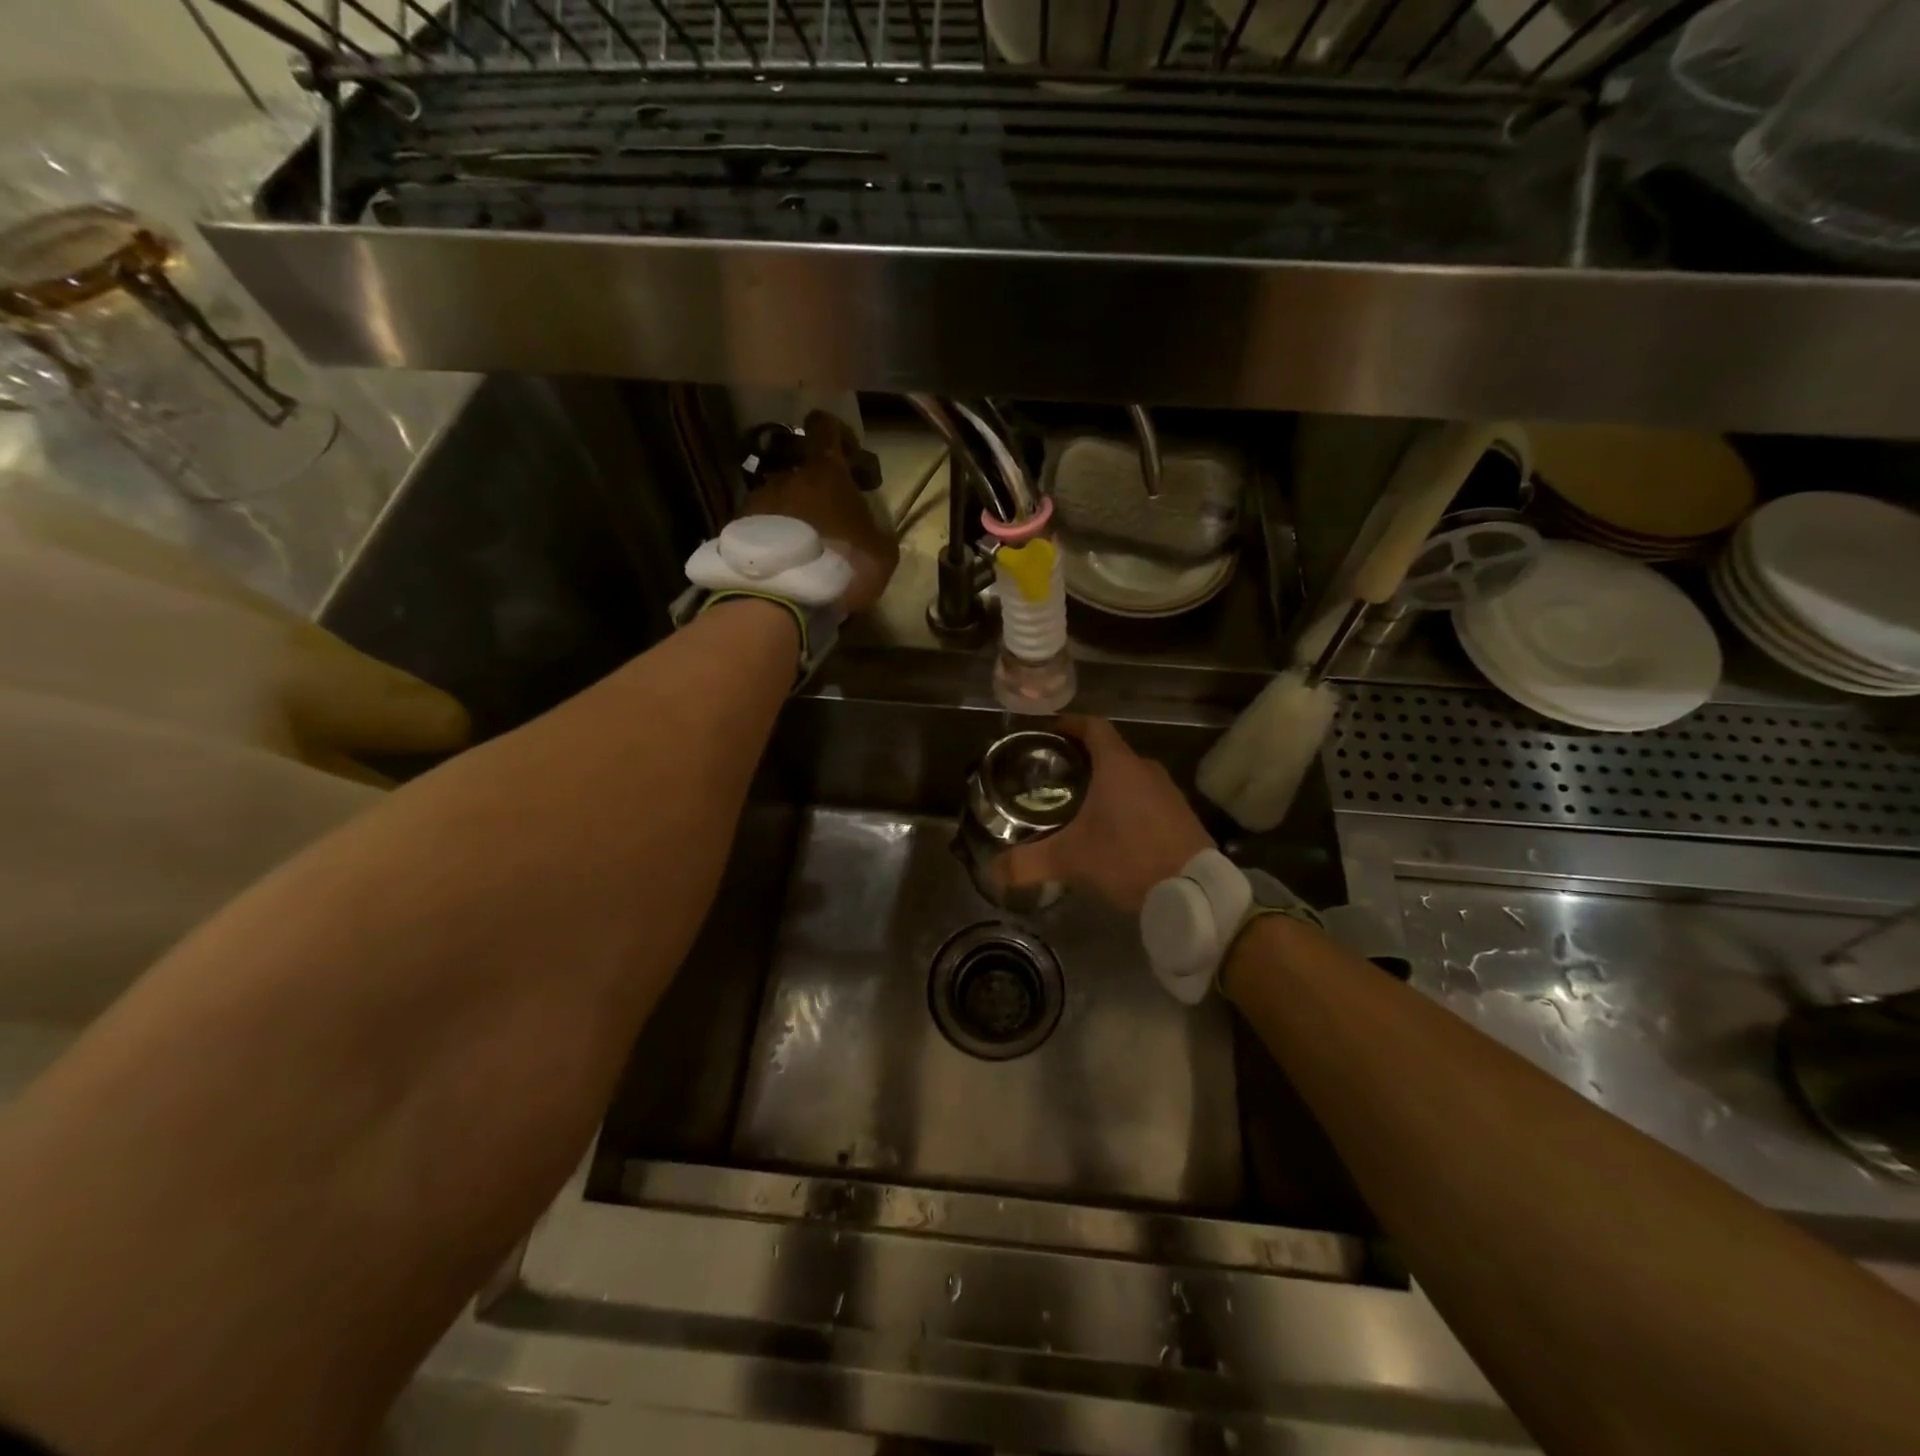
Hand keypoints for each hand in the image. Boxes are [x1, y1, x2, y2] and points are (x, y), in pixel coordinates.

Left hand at [739, 410, 898, 613]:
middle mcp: (787, 477)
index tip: (847, 454)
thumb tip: (868, 528)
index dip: (836, 433)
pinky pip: (760, 525)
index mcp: (825, 473)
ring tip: (802, 550)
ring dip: (791, 516)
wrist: (783, 597)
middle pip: (801, 469)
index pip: (824, 427)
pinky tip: (783, 564)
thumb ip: (876, 531)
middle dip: (815, 489)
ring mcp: (757, 501)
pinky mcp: (737, 529)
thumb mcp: (882, 554)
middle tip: (828, 520)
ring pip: (780, 499)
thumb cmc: (841, 565)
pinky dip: (772, 538)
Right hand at [998, 716, 1213, 914]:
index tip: (1049, 730)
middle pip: (1109, 751)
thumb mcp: (1072, 859)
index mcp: (1118, 765)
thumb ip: (1028, 863)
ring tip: (1078, 802)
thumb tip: (992, 872)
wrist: (1195, 890)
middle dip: (1082, 759)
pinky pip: (1146, 797)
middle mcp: (1145, 769)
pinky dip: (1126, 803)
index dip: (1069, 723)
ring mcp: (1168, 792)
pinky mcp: (1181, 815)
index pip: (1092, 727)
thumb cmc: (1128, 858)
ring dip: (1106, 783)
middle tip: (1054, 775)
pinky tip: (1112, 829)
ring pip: (1129, 776)